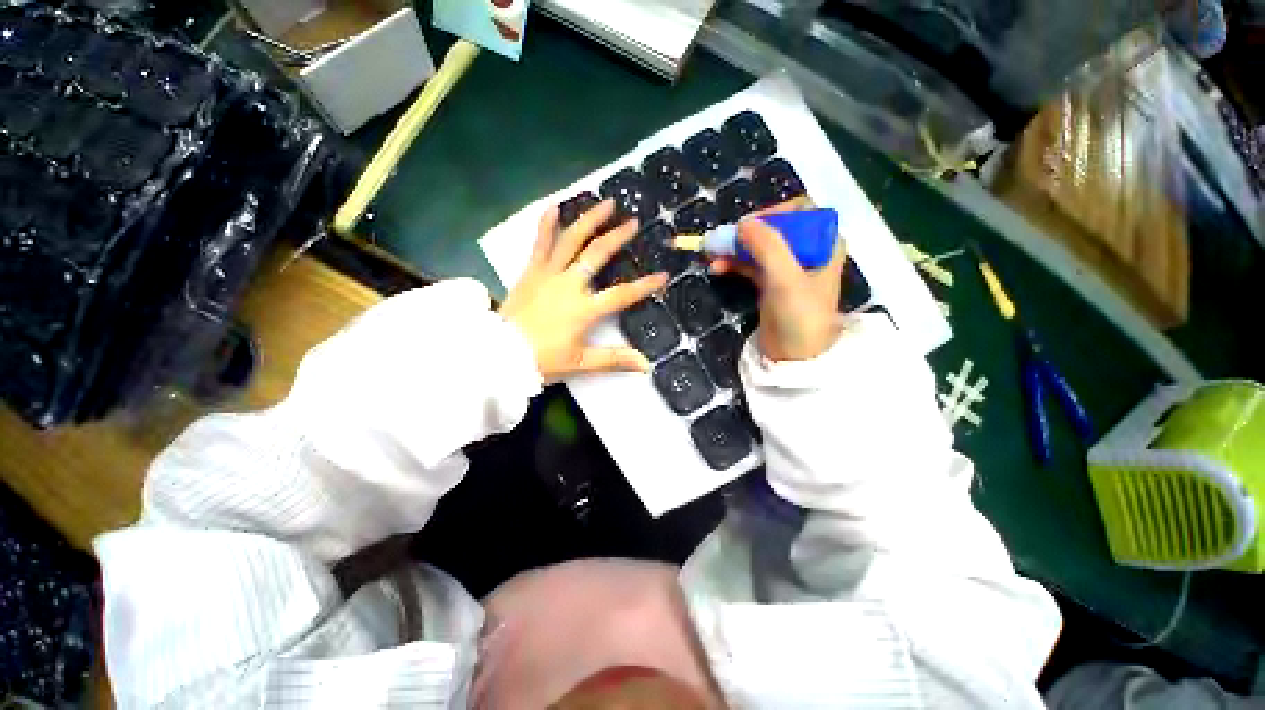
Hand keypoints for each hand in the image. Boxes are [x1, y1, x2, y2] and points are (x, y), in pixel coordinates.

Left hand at [500, 200, 668, 382]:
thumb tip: (646, 365)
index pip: (621, 294)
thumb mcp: (581, 363)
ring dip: (590, 220)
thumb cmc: (543, 359)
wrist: (500, 352)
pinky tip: (555, 206)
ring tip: (606, 203)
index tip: (663, 275)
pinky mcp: (531, 270)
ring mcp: (548, 273)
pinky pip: (540, 242)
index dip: (644, 285)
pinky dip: (547, 223)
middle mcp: (569, 284)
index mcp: (584, 309)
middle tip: (634, 222)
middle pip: (597, 254)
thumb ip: (614, 360)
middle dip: (618, 236)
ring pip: (571, 240)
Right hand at [711, 200, 845, 361]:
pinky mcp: (770, 283)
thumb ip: (768, 248)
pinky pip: (750, 265)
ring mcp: (787, 267)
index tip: (749, 225)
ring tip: (712, 253)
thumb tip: (743, 223)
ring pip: (759, 247)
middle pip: (774, 228)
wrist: (795, 357)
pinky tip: (717, 267)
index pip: (800, 211)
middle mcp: (807, 251)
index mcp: (824, 244)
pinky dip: (733, 263)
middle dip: (747, 232)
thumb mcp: (787, 280)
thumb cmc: (800, 317)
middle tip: (723, 239)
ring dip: (735, 248)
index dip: (774, 213)